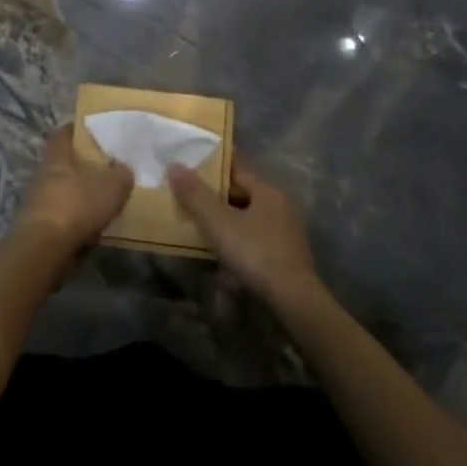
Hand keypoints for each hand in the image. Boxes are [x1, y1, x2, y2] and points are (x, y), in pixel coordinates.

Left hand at [18, 125, 133, 250]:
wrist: (44, 250)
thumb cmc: (76, 206)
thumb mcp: (111, 185)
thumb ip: (121, 174)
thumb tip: (124, 169)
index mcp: (56, 157)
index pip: (64, 134)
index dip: (78, 130)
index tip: (95, 131)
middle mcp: (43, 175)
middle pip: (63, 164)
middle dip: (82, 165)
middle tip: (107, 167)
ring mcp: (38, 203)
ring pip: (62, 191)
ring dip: (79, 195)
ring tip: (104, 199)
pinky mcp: (39, 229)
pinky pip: (62, 217)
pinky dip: (77, 219)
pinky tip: (94, 225)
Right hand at [167, 161, 319, 308]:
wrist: (292, 299)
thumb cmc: (254, 252)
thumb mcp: (218, 222)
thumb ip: (195, 195)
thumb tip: (174, 166)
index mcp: (268, 190)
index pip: (236, 168)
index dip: (212, 167)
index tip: (191, 167)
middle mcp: (281, 205)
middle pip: (242, 193)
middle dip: (217, 197)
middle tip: (189, 199)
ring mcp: (286, 231)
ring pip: (249, 217)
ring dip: (227, 221)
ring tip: (202, 228)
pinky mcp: (287, 255)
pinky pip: (256, 238)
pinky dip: (238, 240)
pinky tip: (223, 253)